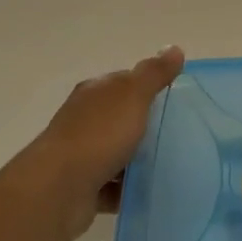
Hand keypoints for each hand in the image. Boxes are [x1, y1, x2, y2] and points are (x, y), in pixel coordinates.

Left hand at [10, 46, 184, 240]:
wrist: (59, 188)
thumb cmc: (98, 135)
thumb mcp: (132, 96)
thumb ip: (153, 74)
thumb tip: (174, 48)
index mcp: (94, 93)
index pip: (125, 82)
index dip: (150, 87)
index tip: (178, 100)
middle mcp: (85, 120)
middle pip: (122, 118)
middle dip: (148, 126)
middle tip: (182, 135)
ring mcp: (83, 154)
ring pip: (119, 153)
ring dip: (140, 160)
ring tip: (173, 165)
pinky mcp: (84, 186)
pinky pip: (114, 186)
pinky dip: (130, 189)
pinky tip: (152, 191)